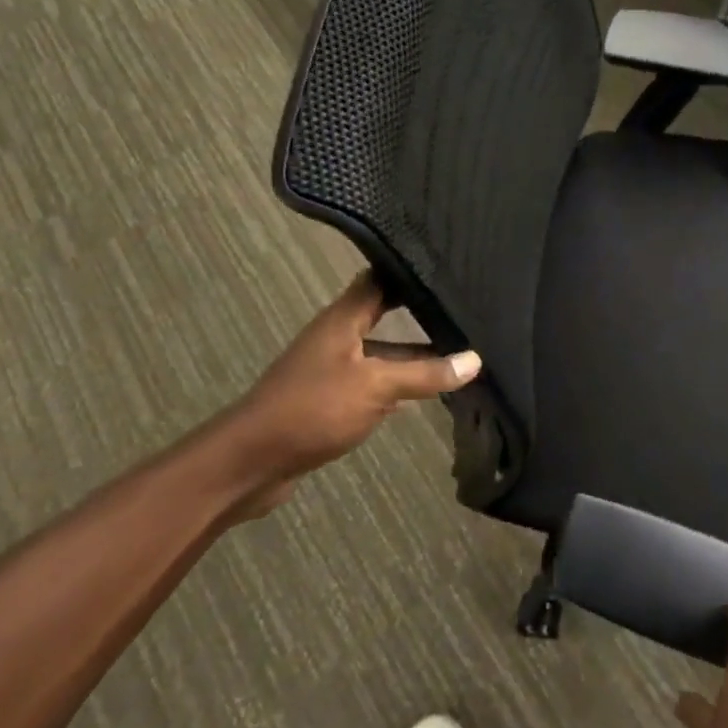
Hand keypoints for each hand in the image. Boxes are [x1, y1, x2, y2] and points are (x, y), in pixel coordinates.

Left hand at [221, 273, 480, 512]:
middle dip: (418, 313)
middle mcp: (336, 337)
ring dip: (411, 354)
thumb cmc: (314, 408)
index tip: (448, 266)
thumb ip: (425, 374)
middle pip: (382, 314)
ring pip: (380, 352)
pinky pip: (371, 382)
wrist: (252, 461)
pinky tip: (424, 391)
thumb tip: (475, 360)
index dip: (409, 271)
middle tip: (463, 310)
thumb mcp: (376, 387)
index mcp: (343, 319)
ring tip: (457, 351)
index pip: (379, 279)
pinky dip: (396, 384)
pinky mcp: (329, 400)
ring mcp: (331, 369)